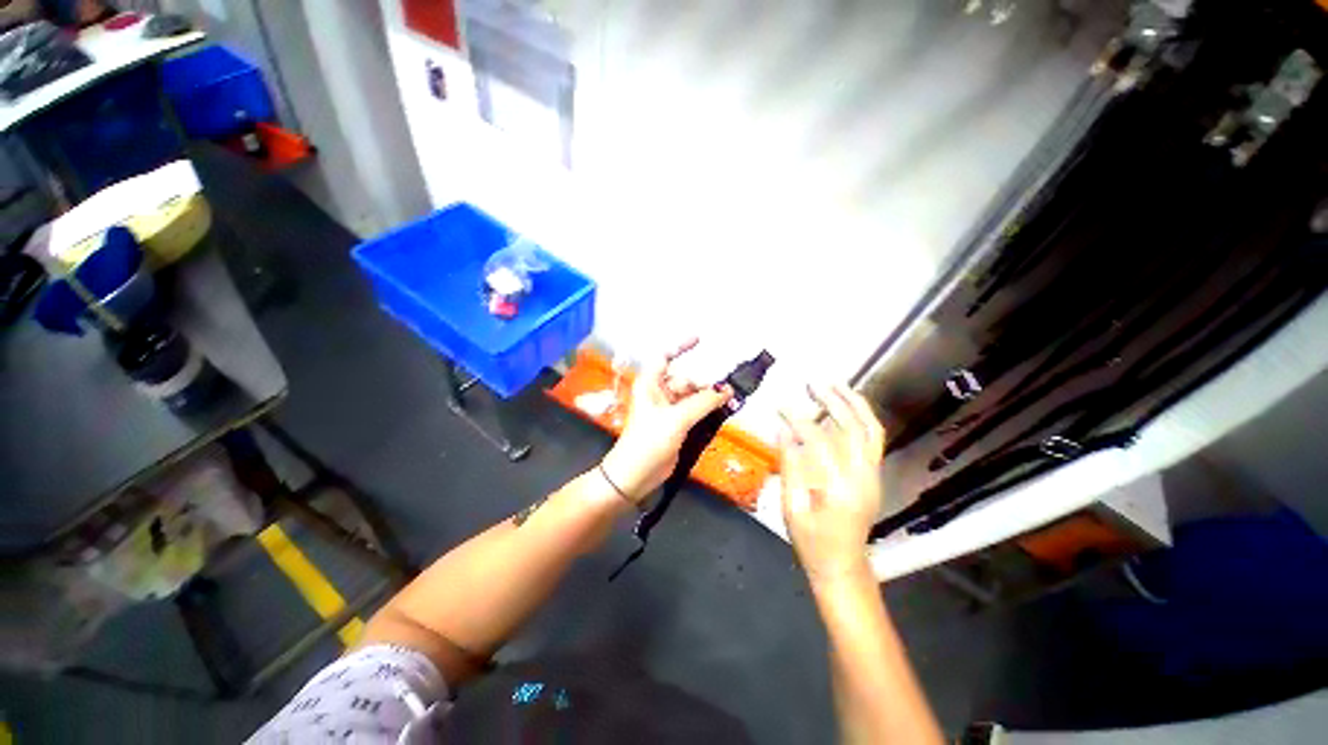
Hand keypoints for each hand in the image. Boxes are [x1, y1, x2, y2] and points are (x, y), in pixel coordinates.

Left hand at [601, 339, 732, 503]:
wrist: (636, 475)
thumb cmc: (648, 441)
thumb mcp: (676, 419)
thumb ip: (703, 402)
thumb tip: (727, 390)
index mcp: (651, 384)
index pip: (665, 357)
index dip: (681, 346)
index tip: (700, 339)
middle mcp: (659, 393)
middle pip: (686, 380)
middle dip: (705, 385)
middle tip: (729, 393)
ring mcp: (669, 410)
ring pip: (693, 397)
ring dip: (710, 399)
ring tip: (730, 402)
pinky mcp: (677, 425)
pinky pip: (696, 411)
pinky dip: (708, 411)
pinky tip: (723, 412)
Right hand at [778, 384, 886, 583]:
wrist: (843, 565)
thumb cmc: (812, 542)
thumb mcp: (792, 508)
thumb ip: (789, 468)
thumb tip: (783, 431)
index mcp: (839, 489)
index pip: (819, 442)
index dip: (798, 420)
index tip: (780, 407)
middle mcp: (863, 477)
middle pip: (853, 428)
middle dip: (832, 401)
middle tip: (812, 384)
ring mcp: (874, 475)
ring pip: (871, 430)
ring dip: (855, 403)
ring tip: (835, 384)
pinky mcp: (875, 475)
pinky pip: (873, 439)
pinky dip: (862, 417)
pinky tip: (847, 406)